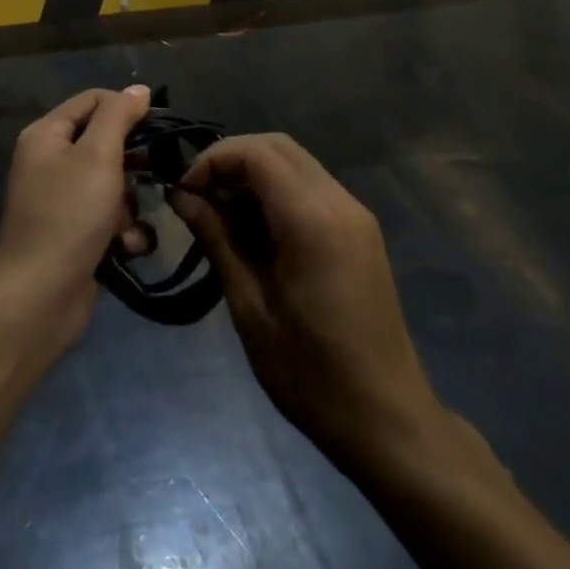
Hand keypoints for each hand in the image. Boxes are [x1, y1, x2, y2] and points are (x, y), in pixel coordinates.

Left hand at [0, 86, 152, 346]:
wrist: (39, 298)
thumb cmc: (69, 215)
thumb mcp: (98, 156)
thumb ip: (118, 116)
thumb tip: (139, 89)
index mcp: (46, 135)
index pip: (93, 100)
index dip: (126, 107)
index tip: (159, 126)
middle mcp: (49, 162)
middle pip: (103, 143)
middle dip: (132, 163)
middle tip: (158, 172)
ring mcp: (60, 200)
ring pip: (111, 184)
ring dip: (129, 205)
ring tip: (130, 224)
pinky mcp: (73, 234)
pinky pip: (107, 218)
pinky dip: (121, 231)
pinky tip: (127, 247)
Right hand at [170, 134, 447, 466]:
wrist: (388, 422)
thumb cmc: (311, 374)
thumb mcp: (250, 307)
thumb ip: (217, 239)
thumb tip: (181, 196)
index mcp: (313, 220)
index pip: (256, 153)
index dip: (213, 160)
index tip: (184, 191)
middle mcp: (339, 203)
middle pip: (277, 146)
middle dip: (230, 159)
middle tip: (198, 196)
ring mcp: (354, 214)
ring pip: (294, 162)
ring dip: (252, 173)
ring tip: (219, 213)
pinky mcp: (359, 230)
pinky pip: (310, 186)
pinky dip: (275, 190)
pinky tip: (253, 228)